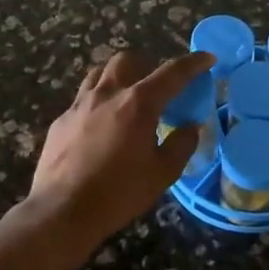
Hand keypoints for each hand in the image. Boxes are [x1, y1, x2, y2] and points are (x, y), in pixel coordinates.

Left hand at [30, 49, 214, 244]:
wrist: (62, 211)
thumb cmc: (119, 193)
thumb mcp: (162, 173)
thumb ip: (181, 144)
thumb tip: (190, 127)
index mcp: (138, 104)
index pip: (172, 73)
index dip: (193, 63)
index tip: (207, 58)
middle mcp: (108, 94)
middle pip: (128, 60)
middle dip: (147, 65)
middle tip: (157, 86)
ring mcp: (79, 105)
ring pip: (100, 73)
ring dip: (118, 77)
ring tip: (127, 97)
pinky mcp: (61, 121)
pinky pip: (83, 99)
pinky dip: (98, 102)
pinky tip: (100, 126)